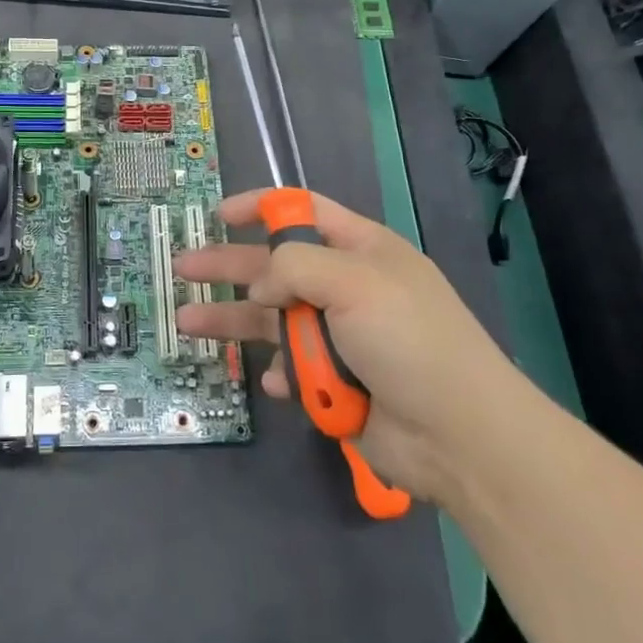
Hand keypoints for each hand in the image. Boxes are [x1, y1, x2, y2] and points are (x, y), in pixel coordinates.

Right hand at [176, 190, 525, 503]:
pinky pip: (293, 367)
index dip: (261, 207)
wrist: (459, 435)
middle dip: (228, 265)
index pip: (303, 212)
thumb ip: (293, 267)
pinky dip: (282, 372)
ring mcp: (340, 336)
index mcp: (360, 250)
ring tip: (188, 321)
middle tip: (183, 268)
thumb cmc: (408, 340)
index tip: (220, 214)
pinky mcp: (336, 381)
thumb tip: (261, 288)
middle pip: (274, 267)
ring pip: (272, 319)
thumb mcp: (353, 281)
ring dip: (232, 320)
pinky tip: (277, 382)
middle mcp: (346, 287)